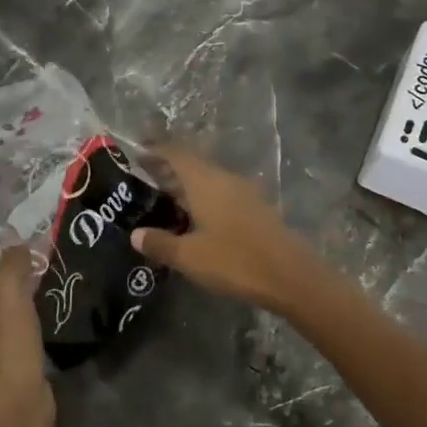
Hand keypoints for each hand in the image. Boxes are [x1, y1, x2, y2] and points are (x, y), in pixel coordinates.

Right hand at [131, 146, 316, 312]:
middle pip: (192, 165)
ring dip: (187, 186)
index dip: (156, 150)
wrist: (290, 276)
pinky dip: (203, 199)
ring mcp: (243, 192)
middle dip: (168, 170)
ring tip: (165, 202)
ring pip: (208, 180)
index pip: (176, 153)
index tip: (137, 153)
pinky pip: (221, 194)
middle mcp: (224, 178)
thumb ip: (161, 244)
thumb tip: (136, 235)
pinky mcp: (255, 209)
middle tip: (144, 181)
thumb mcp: (190, 257)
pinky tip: (196, 220)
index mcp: (205, 181)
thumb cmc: (234, 260)